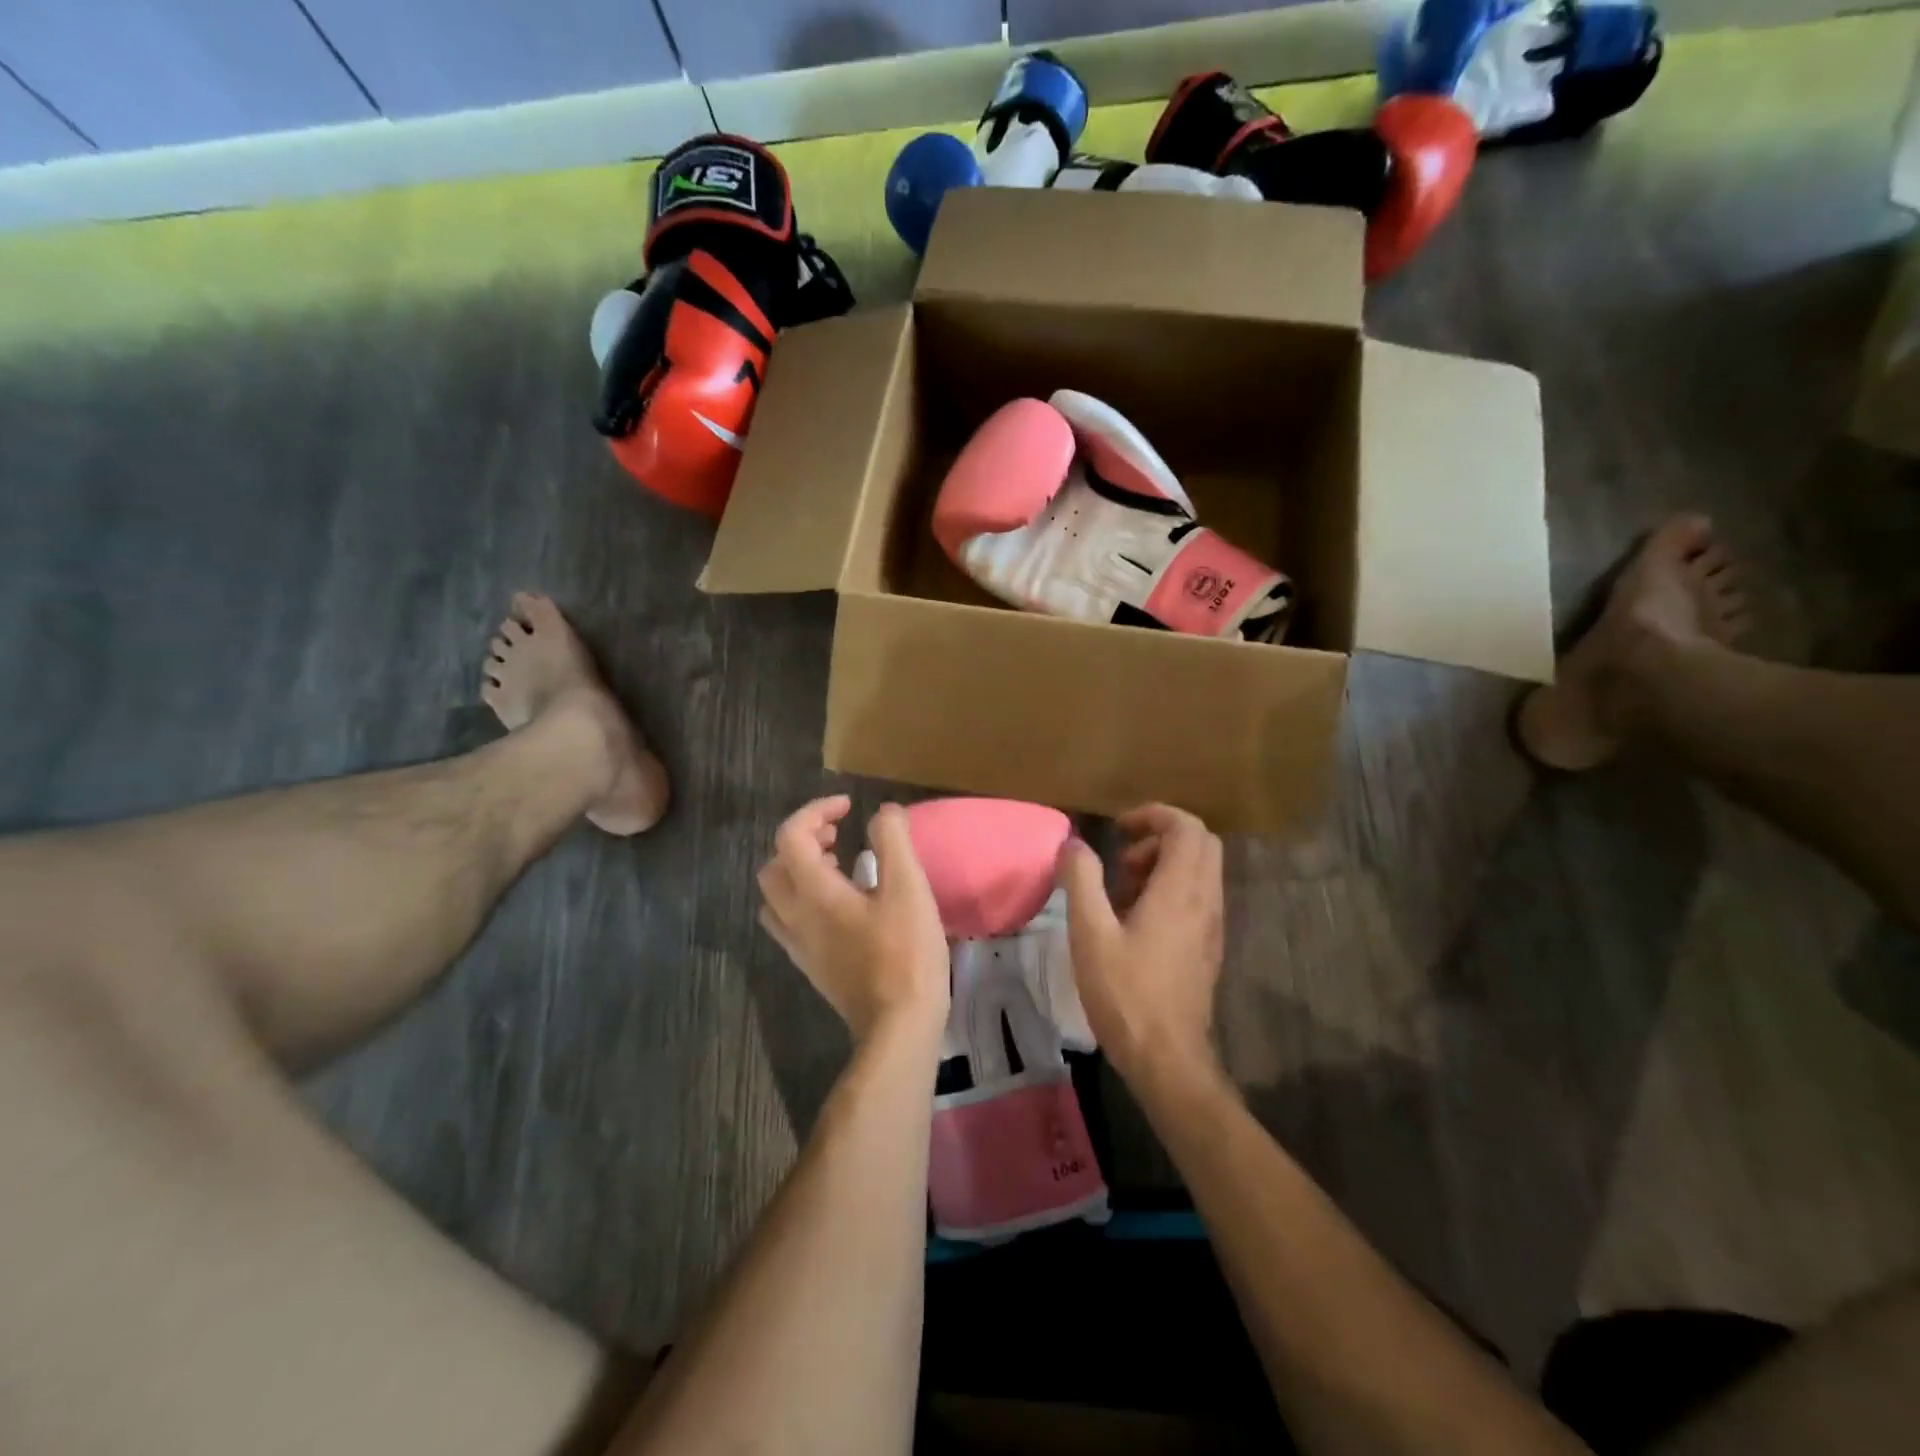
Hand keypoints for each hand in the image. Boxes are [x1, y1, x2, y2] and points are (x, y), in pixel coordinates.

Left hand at [757, 796, 949, 1041]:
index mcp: (814, 892)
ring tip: (838, 868)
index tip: (850, 808)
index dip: (817, 811)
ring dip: (799, 871)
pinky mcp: (810, 965)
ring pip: (776, 896)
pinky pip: (788, 921)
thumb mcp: (909, 888)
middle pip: (774, 865)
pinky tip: (839, 907)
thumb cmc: (905, 952)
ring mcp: (798, 944)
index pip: (791, 835)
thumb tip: (883, 812)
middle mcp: (795, 915)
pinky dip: (803, 899)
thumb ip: (893, 841)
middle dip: (803, 840)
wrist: (897, 1025)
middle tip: (839, 837)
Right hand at [1056, 803, 1224, 1083]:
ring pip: (1200, 871)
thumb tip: (1074, 844)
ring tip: (1121, 894)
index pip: (1186, 827)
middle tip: (1121, 861)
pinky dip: (1170, 890)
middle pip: (1200, 843)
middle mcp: (1205, 901)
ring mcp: (1212, 925)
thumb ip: (1082, 880)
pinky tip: (1135, 923)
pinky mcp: (1209, 946)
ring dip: (1163, 866)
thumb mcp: (1090, 934)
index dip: (1153, 815)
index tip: (1118, 830)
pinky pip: (1197, 897)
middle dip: (1159, 838)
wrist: (1168, 1058)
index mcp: (1180, 891)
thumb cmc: (1126, 993)